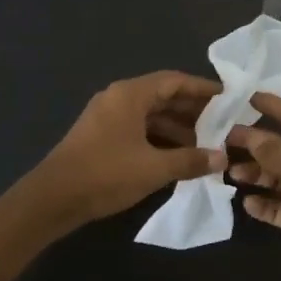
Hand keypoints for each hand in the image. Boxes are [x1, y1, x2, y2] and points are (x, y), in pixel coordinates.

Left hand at [33, 70, 224, 224]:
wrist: (52, 199)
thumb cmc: (106, 174)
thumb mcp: (154, 168)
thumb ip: (190, 160)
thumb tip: (222, 158)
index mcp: (130, 95)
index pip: (174, 81)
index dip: (202, 89)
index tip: (228, 98)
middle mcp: (118, 98)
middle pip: (162, 97)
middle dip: (192, 111)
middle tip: (221, 125)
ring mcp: (107, 117)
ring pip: (150, 115)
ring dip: (176, 128)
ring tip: (204, 145)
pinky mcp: (100, 136)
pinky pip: (138, 129)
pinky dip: (159, 138)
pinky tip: (176, 157)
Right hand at [227, 94, 280, 280]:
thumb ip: (275, 150)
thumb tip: (250, 135)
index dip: (274, 106)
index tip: (246, 97)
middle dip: (257, 145)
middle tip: (223, 141)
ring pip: (280, 179)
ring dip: (257, 175)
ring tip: (229, 173)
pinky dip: (265, 205)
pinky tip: (246, 202)